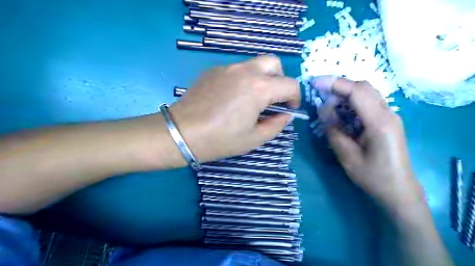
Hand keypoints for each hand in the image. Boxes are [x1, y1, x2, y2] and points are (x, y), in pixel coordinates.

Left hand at [169, 56, 297, 162]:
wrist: (181, 133)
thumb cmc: (220, 140)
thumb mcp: (253, 139)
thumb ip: (276, 125)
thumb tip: (286, 115)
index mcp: (259, 88)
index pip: (290, 84)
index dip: (295, 98)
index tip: (288, 110)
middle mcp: (245, 71)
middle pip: (274, 63)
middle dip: (280, 79)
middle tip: (272, 98)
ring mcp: (227, 68)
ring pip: (254, 64)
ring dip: (261, 78)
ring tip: (252, 99)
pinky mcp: (213, 70)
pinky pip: (236, 69)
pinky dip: (242, 79)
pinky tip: (231, 97)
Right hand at [317, 78, 424, 210]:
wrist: (399, 190)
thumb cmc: (373, 176)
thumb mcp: (347, 156)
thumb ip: (333, 129)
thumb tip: (324, 107)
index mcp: (380, 122)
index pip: (356, 92)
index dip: (335, 84)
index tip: (315, 83)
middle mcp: (388, 113)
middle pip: (363, 87)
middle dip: (339, 85)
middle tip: (319, 91)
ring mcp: (390, 116)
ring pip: (366, 93)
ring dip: (345, 93)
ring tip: (327, 101)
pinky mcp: (387, 121)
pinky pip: (368, 103)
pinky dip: (352, 101)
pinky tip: (341, 111)